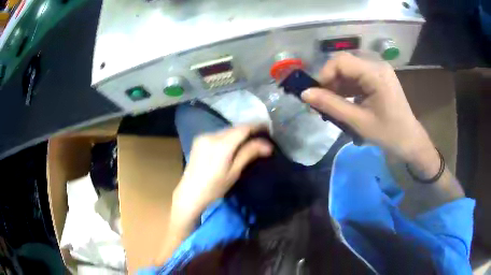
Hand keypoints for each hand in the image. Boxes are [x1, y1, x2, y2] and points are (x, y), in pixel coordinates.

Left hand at [172, 125, 272, 217]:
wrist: (190, 193)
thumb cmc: (214, 188)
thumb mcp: (234, 172)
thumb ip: (249, 154)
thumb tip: (268, 145)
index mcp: (221, 144)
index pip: (243, 128)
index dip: (257, 126)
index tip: (268, 128)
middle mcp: (211, 135)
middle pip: (234, 128)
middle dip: (248, 131)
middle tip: (261, 137)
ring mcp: (203, 136)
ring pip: (226, 131)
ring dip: (238, 134)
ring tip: (248, 141)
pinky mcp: (199, 140)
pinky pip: (218, 134)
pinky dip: (227, 137)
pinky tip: (231, 145)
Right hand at [301, 53, 437, 174]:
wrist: (409, 141)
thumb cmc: (388, 134)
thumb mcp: (359, 121)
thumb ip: (331, 105)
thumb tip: (304, 94)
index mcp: (376, 73)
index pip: (341, 61)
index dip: (324, 74)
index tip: (316, 94)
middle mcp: (377, 64)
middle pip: (344, 63)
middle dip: (330, 80)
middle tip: (322, 101)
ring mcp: (378, 70)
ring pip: (348, 69)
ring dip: (337, 85)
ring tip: (331, 104)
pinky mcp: (378, 77)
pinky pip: (356, 76)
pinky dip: (346, 87)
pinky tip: (343, 101)